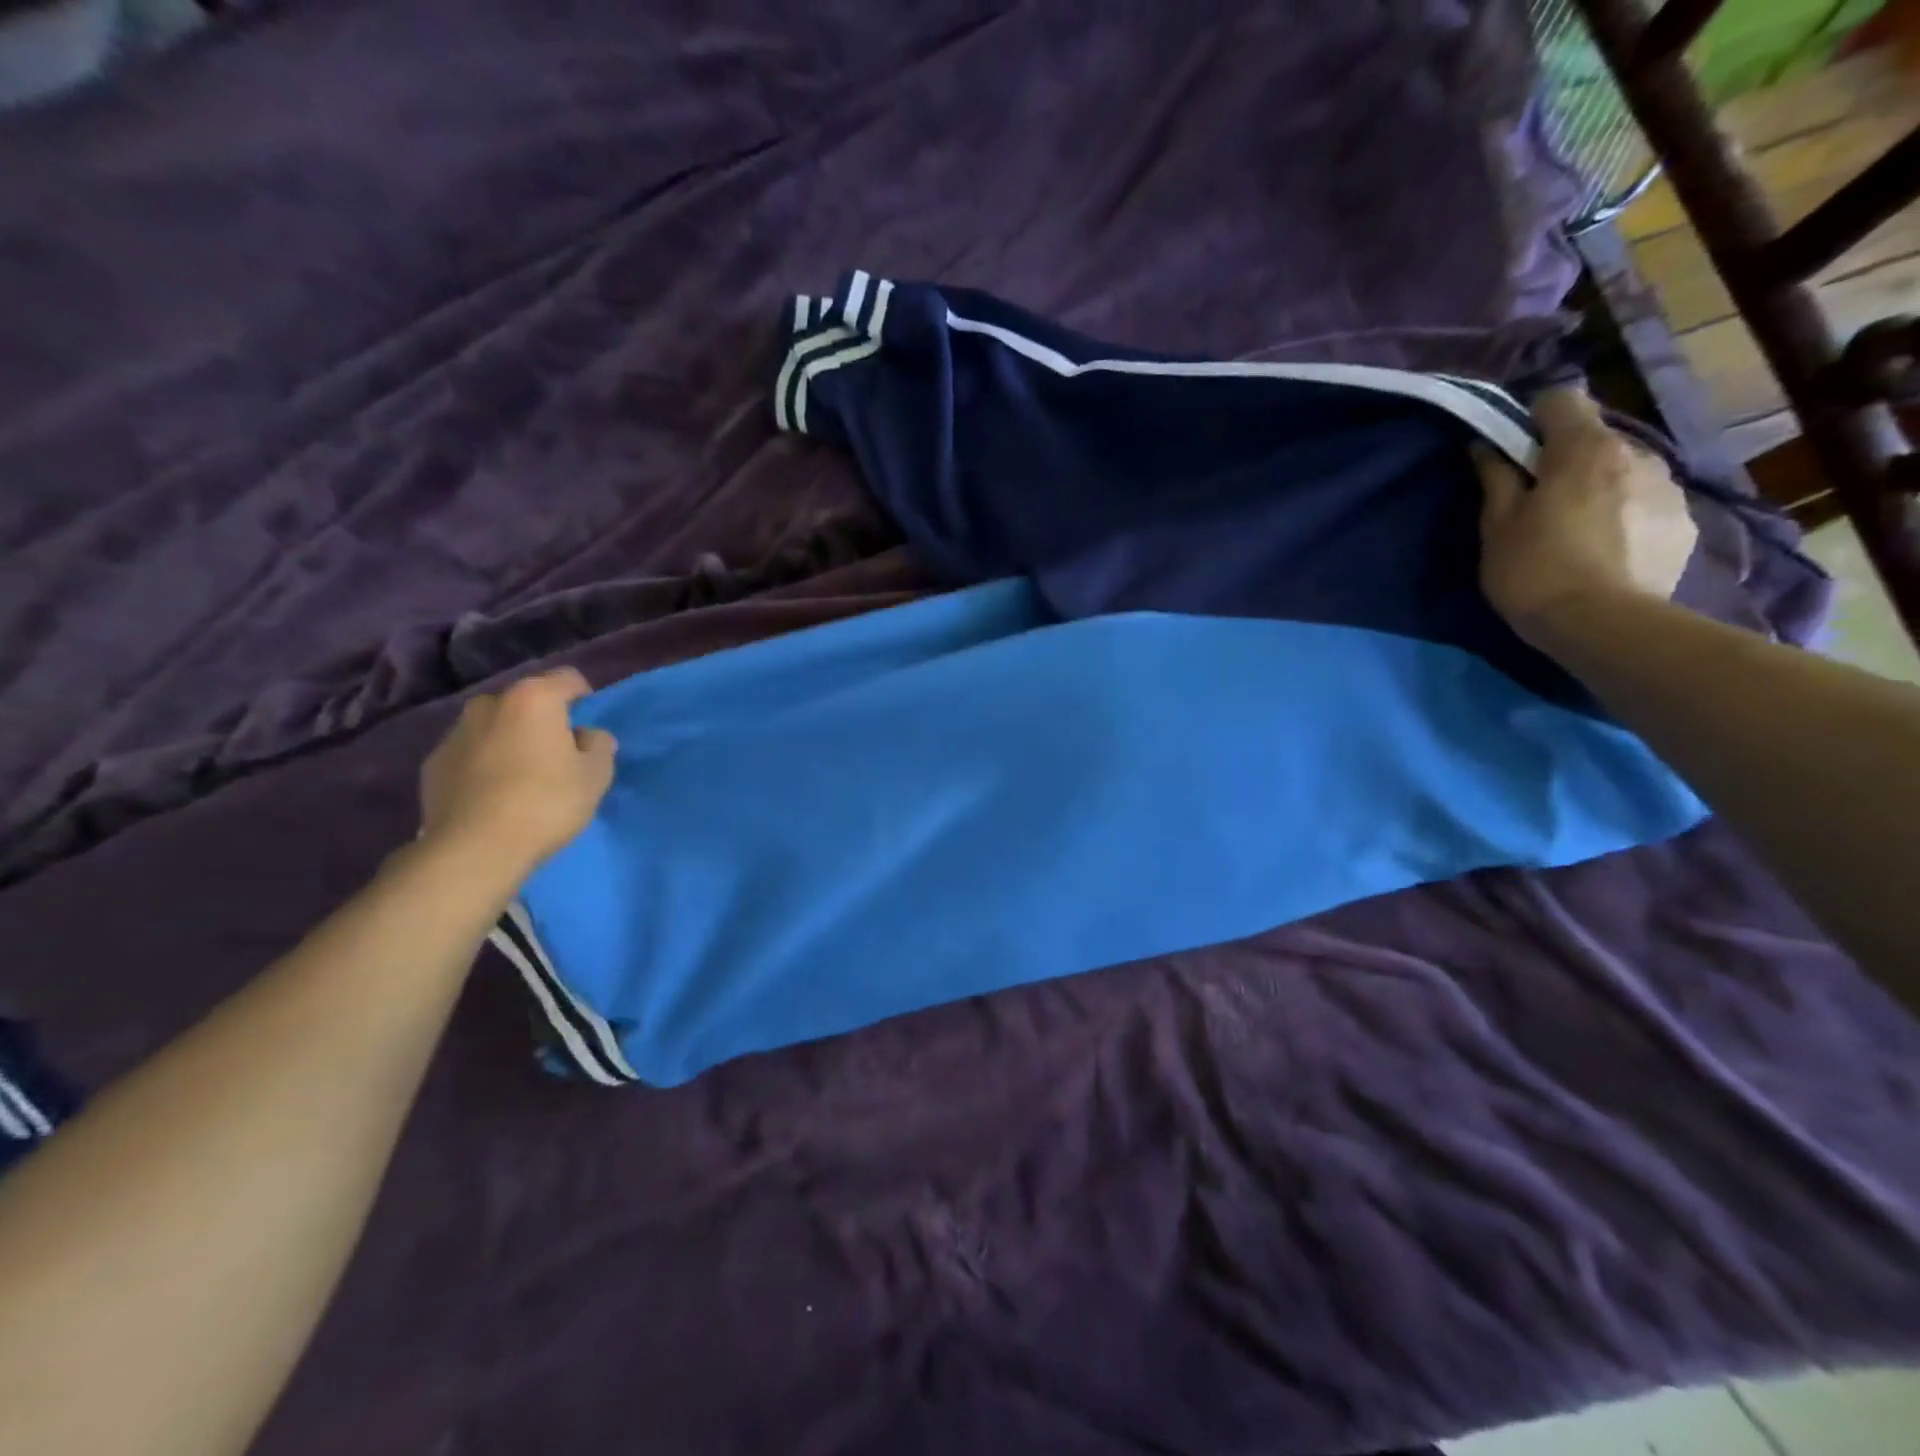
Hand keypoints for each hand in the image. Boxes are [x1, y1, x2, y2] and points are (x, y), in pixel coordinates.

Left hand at [418, 668, 616, 872]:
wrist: (474, 849)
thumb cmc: (547, 802)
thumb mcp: (596, 775)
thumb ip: (599, 745)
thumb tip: (588, 736)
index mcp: (533, 698)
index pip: (568, 678)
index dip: (585, 698)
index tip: (589, 728)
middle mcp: (489, 704)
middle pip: (526, 700)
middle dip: (542, 719)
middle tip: (557, 754)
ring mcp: (455, 733)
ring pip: (494, 726)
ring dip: (510, 739)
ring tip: (522, 776)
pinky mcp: (433, 764)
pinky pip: (470, 753)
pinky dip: (484, 763)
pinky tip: (495, 794)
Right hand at [1473, 387, 1697, 643]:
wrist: (1600, 624)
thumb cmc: (1533, 569)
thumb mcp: (1497, 525)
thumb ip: (1495, 477)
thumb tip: (1485, 445)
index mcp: (1585, 449)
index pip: (1561, 399)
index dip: (1532, 418)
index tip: (1513, 448)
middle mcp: (1638, 453)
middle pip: (1595, 436)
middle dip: (1568, 457)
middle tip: (1540, 498)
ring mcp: (1669, 487)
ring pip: (1625, 469)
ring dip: (1601, 485)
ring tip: (1577, 527)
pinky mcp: (1685, 522)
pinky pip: (1647, 502)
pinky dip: (1626, 513)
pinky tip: (1607, 548)